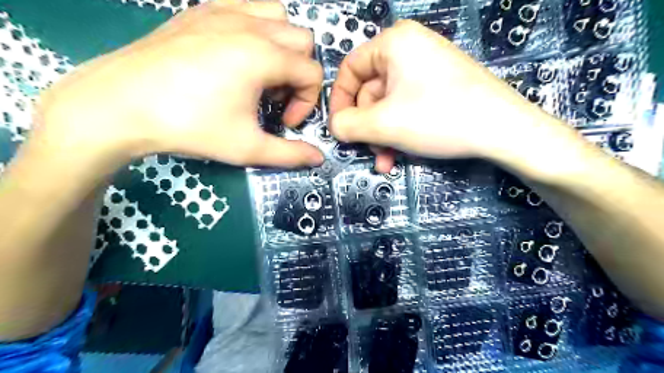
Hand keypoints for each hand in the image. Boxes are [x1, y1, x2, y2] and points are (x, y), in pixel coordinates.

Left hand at [35, 0, 324, 168]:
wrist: (119, 105)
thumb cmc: (190, 127)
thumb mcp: (247, 148)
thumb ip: (290, 154)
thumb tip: (318, 158)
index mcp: (263, 56)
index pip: (312, 73)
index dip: (308, 102)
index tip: (286, 122)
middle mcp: (249, 25)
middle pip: (303, 41)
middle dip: (298, 73)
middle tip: (274, 99)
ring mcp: (223, 11)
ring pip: (278, 16)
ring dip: (282, 46)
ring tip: (260, 74)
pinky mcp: (201, 10)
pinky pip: (247, 6)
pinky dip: (256, 28)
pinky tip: (237, 55)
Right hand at [329, 21, 556, 174]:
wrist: (504, 130)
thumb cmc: (438, 118)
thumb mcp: (383, 124)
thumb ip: (348, 125)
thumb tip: (334, 127)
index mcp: (394, 43)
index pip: (350, 70)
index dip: (339, 102)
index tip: (338, 130)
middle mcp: (409, 49)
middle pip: (370, 92)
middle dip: (368, 128)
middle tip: (372, 152)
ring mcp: (426, 69)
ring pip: (388, 106)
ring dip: (383, 137)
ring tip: (387, 161)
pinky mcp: (439, 88)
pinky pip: (407, 108)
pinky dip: (399, 132)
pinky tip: (401, 155)